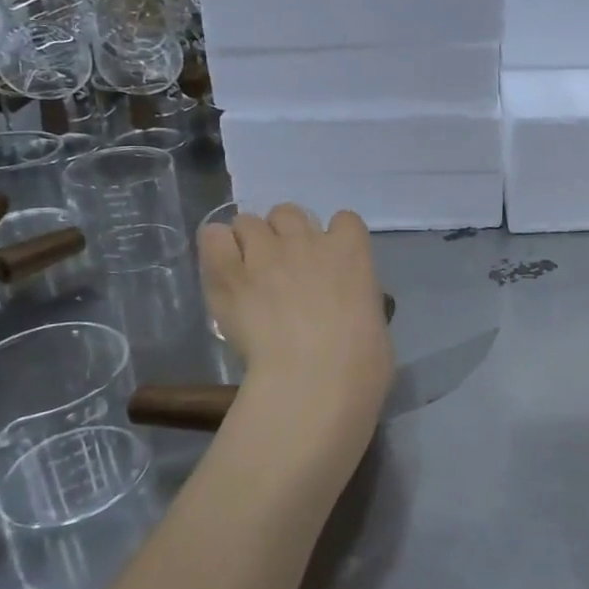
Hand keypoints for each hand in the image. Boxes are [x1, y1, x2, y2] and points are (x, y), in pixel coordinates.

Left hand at [199, 204, 393, 446]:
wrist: (316, 376)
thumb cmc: (361, 359)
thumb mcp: (374, 319)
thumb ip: (355, 299)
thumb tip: (344, 307)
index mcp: (351, 250)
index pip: (344, 220)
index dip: (333, 237)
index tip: (328, 261)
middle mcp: (307, 240)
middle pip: (289, 212)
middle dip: (284, 234)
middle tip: (282, 268)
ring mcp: (266, 252)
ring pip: (248, 221)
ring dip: (249, 241)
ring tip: (247, 272)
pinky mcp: (230, 272)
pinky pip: (213, 237)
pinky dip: (217, 248)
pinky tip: (222, 271)